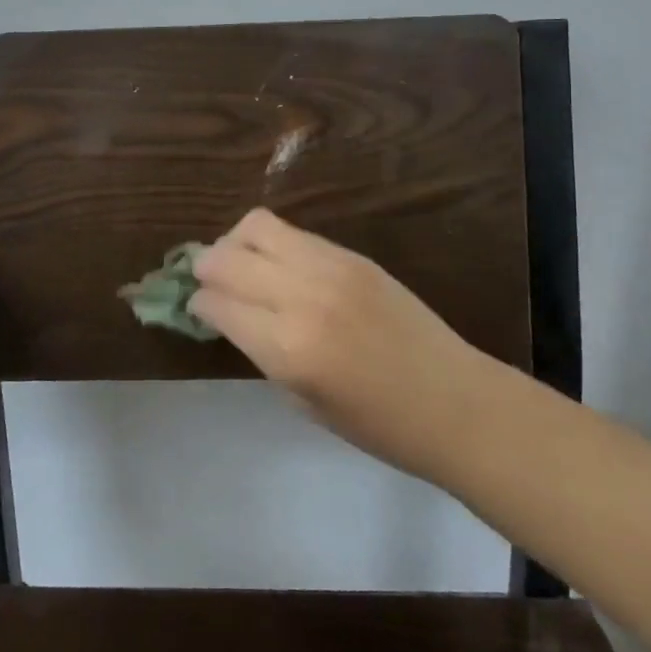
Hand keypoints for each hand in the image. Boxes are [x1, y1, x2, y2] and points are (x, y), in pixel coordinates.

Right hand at [191, 208, 499, 485]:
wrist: (453, 402)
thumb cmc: (377, 425)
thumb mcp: (302, 400)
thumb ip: (261, 351)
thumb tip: (229, 314)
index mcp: (287, 348)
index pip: (217, 303)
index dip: (198, 304)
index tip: (197, 309)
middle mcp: (301, 296)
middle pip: (226, 257)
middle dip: (205, 268)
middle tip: (206, 282)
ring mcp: (329, 267)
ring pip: (256, 226)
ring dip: (235, 243)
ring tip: (239, 264)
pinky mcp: (351, 254)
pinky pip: (293, 232)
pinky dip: (272, 243)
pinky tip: (277, 264)